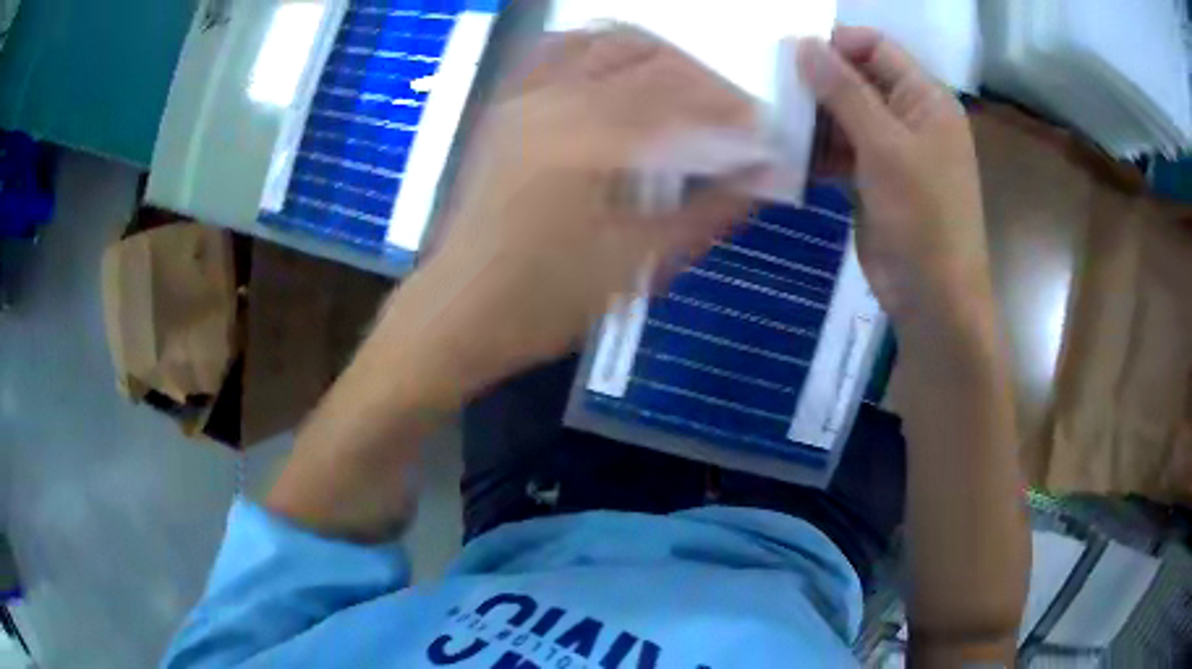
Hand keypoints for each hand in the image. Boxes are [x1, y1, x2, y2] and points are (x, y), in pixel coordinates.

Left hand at [393, 28, 758, 395]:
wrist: (459, 312)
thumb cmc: (547, 301)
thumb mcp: (640, 265)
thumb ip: (710, 211)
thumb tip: (763, 175)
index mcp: (592, 138)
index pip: (684, 93)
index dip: (733, 105)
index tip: (762, 130)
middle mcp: (556, 98)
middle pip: (651, 56)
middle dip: (703, 79)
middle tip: (729, 116)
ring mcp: (524, 96)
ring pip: (606, 39)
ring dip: (657, 56)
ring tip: (683, 91)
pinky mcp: (505, 105)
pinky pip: (556, 49)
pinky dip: (599, 47)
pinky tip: (619, 70)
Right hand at [799, 27, 991, 329]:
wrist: (933, 297)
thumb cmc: (922, 217)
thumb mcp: (884, 146)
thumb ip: (845, 91)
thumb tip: (803, 44)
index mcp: (926, 99)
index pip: (877, 47)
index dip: (837, 45)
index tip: (792, 58)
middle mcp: (911, 116)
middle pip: (858, 79)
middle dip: (819, 83)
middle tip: (776, 92)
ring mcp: (893, 149)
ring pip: (846, 114)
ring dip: (815, 119)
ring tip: (777, 124)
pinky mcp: (875, 178)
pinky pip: (843, 149)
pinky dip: (819, 150)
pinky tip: (791, 155)